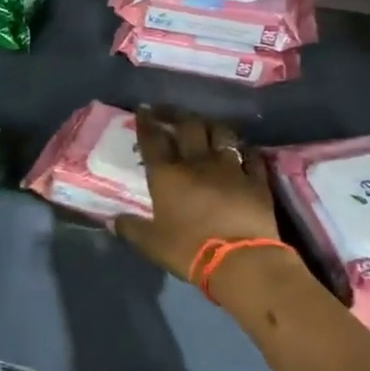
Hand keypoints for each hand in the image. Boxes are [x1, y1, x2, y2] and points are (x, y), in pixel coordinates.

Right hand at [113, 107, 279, 281]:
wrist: (240, 261)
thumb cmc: (188, 250)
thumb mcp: (151, 243)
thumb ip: (131, 228)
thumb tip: (112, 220)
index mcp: (167, 175)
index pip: (153, 140)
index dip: (146, 122)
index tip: (143, 109)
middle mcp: (198, 162)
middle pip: (188, 126)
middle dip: (177, 114)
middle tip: (170, 111)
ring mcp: (231, 168)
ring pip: (222, 133)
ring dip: (211, 126)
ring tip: (206, 126)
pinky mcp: (256, 180)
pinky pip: (251, 156)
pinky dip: (245, 150)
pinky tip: (242, 150)